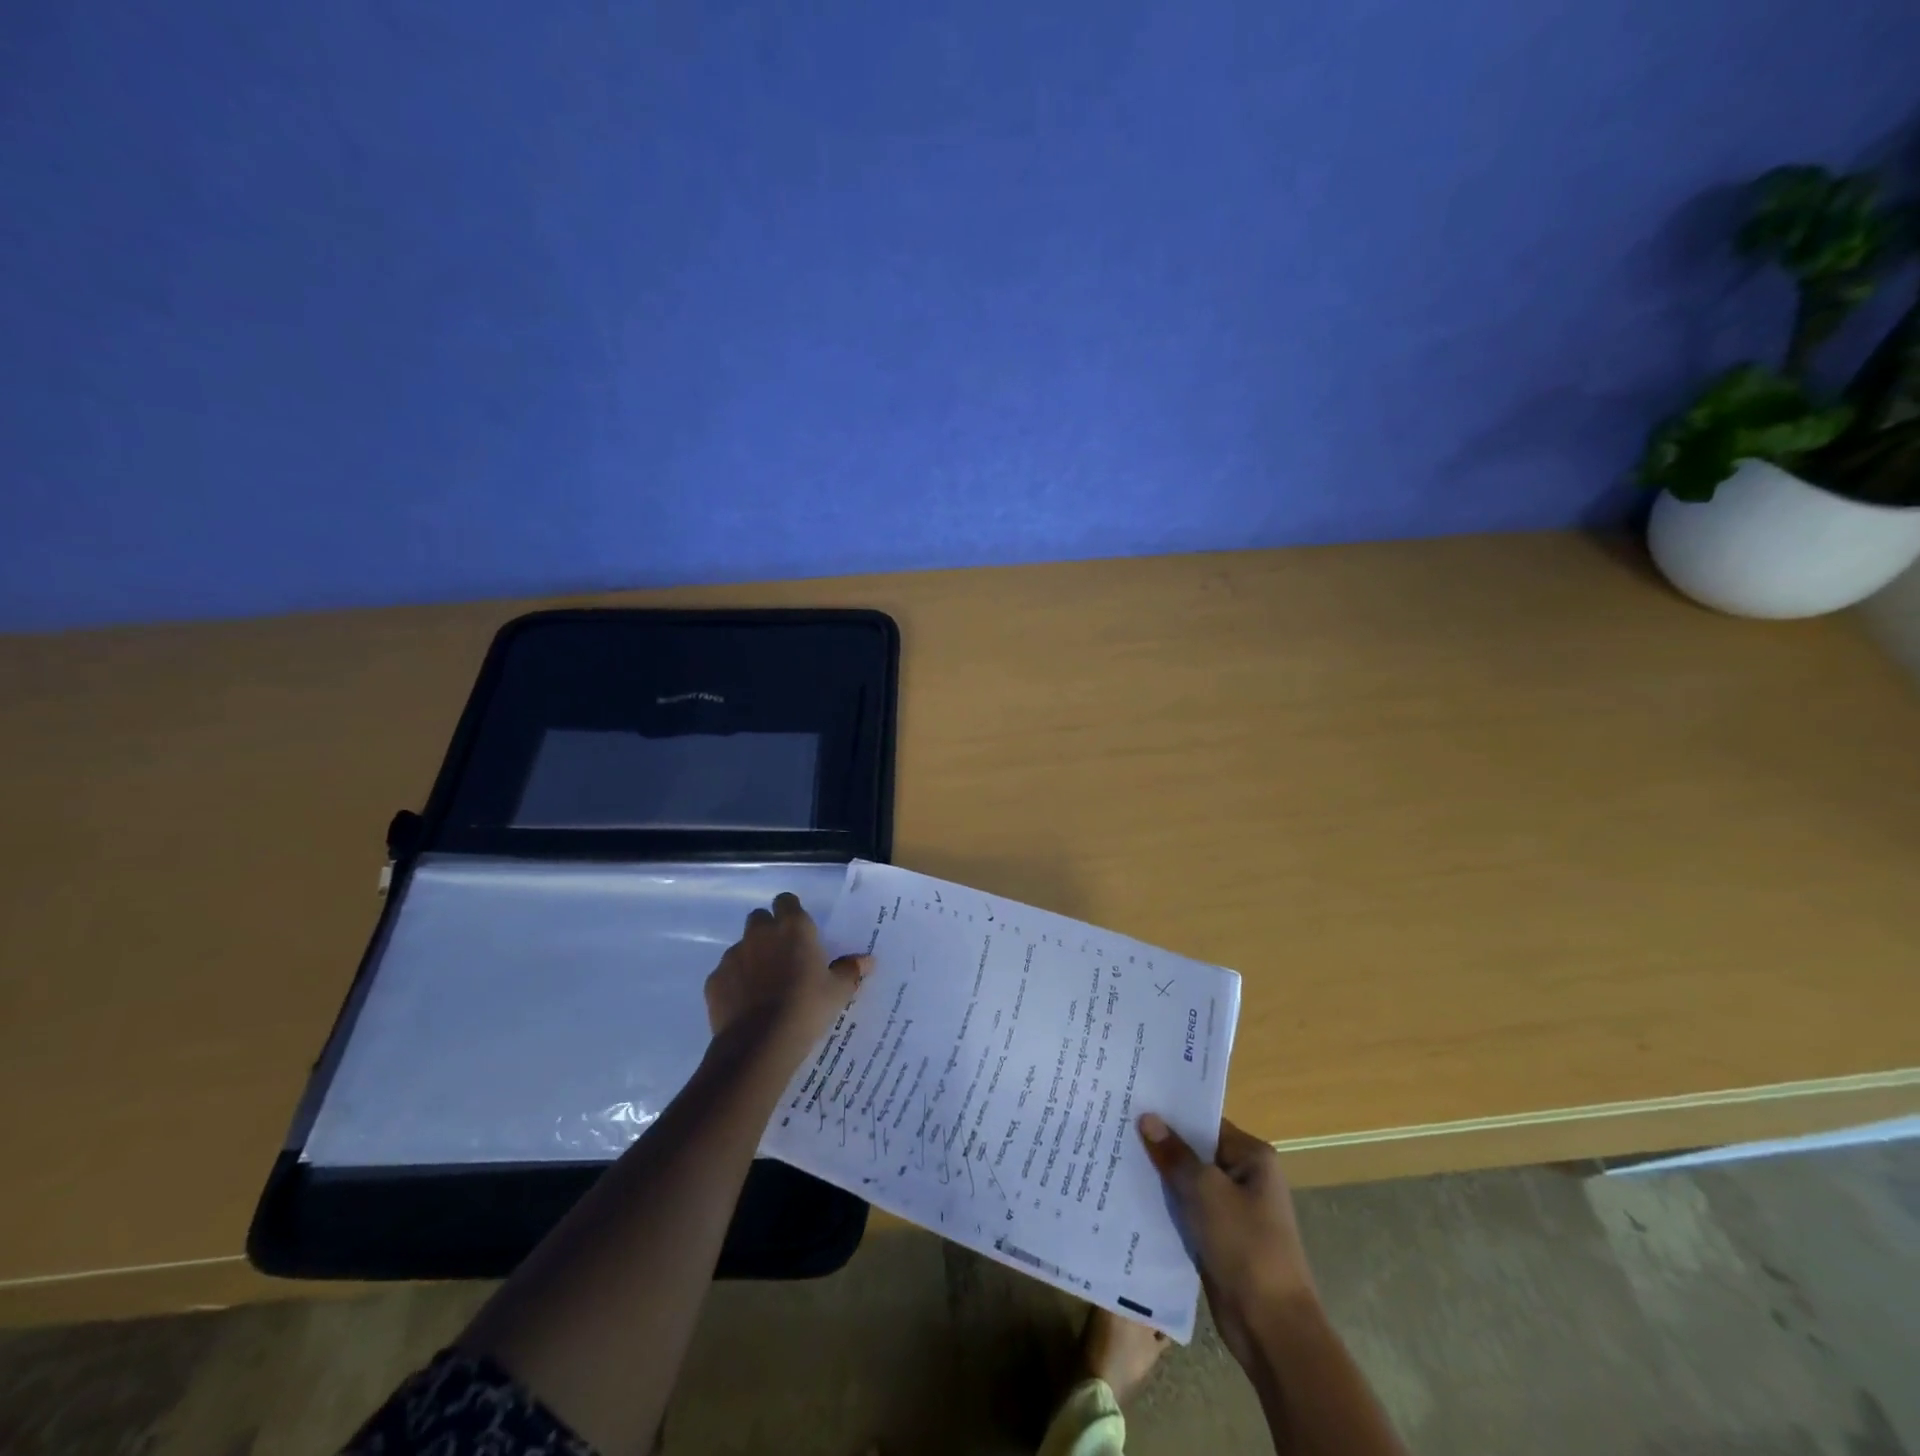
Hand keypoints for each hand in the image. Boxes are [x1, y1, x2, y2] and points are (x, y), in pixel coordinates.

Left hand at [704, 892, 871, 1058]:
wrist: (759, 1045)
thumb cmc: (806, 1008)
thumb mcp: (838, 992)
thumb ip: (850, 970)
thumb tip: (867, 961)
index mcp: (793, 927)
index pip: (786, 901)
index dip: (791, 913)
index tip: (799, 932)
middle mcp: (760, 933)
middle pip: (760, 918)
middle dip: (768, 932)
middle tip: (783, 957)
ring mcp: (733, 955)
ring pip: (742, 947)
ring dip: (751, 958)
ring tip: (764, 987)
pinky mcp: (714, 980)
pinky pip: (726, 974)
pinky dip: (735, 983)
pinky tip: (745, 1005)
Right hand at [1138, 1114, 1316, 1366]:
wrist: (1271, 1328)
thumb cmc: (1245, 1246)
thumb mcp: (1206, 1192)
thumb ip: (1175, 1154)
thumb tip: (1147, 1118)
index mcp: (1252, 1157)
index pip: (1205, 1122)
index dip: (1170, 1113)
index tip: (1132, 1100)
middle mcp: (1243, 1177)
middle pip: (1194, 1151)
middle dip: (1160, 1143)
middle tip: (1114, 1125)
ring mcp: (1230, 1210)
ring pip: (1186, 1182)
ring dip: (1158, 1176)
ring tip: (1113, 1155)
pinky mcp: (1217, 1238)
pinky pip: (1185, 1210)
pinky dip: (1163, 1205)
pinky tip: (1128, 1196)